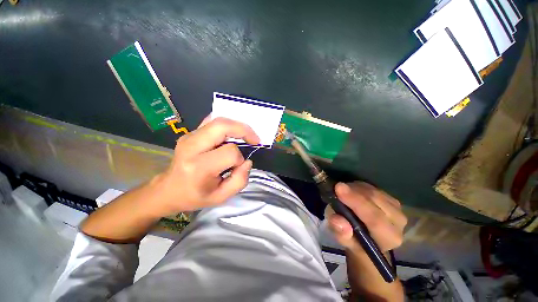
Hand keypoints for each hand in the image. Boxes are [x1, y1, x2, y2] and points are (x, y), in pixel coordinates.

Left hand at [150, 117, 259, 216]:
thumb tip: (247, 161)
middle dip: (244, 130)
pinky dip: (226, 125)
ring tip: (246, 137)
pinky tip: (232, 134)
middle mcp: (191, 147)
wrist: (168, 190)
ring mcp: (189, 137)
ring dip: (237, 127)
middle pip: (222, 126)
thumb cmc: (195, 196)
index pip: (229, 152)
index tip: (238, 167)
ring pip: (218, 121)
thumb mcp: (221, 197)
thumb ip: (240, 180)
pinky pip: (212, 121)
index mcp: (199, 167)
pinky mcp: (190, 133)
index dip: (239, 159)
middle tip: (254, 139)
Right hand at [328, 182, 406, 253]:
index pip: (374, 218)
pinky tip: (351, 191)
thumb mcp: (345, 241)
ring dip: (355, 189)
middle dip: (353, 192)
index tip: (338, 188)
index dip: (356, 202)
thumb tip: (337, 220)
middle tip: (336, 187)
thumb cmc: (356, 242)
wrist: (369, 239)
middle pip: (375, 200)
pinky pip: (373, 187)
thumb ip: (341, 233)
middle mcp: (398, 222)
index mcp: (388, 238)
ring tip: (342, 192)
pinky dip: (359, 187)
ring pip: (373, 191)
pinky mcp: (391, 199)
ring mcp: (397, 208)